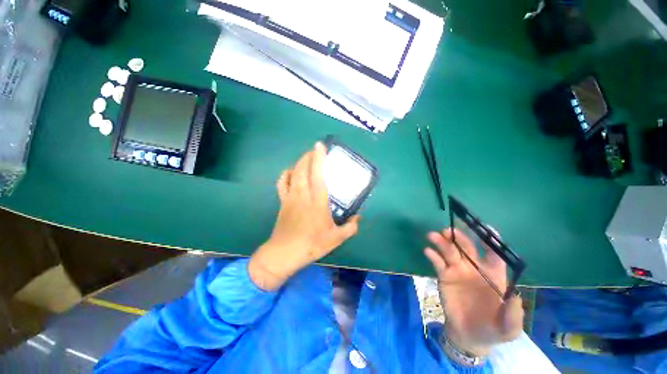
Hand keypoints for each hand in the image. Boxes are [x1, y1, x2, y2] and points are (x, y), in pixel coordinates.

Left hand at [248, 142, 359, 290]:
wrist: (284, 253)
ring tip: (306, 159)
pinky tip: (291, 172)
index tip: (320, 146)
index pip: (317, 173)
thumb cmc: (312, 244)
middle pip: (303, 168)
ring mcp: (290, 196)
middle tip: (316, 150)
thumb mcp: (336, 238)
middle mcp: (303, 194)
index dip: (318, 157)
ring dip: (299, 162)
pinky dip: (286, 174)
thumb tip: (358, 217)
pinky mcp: (283, 201)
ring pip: (293, 172)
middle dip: (309, 155)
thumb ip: (351, 227)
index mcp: (317, 201)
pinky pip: (282, 182)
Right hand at [424, 228, 523, 357]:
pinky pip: (438, 263)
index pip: (494, 254)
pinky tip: (428, 251)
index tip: (486, 230)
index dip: (491, 242)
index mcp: (494, 275)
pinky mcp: (444, 276)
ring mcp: (457, 271)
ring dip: (442, 242)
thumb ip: (513, 314)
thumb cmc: (493, 329)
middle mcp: (474, 268)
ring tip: (433, 236)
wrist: (469, 336)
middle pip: (467, 248)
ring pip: (450, 251)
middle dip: (459, 237)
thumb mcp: (509, 328)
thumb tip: (514, 294)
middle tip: (448, 230)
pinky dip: (433, 256)